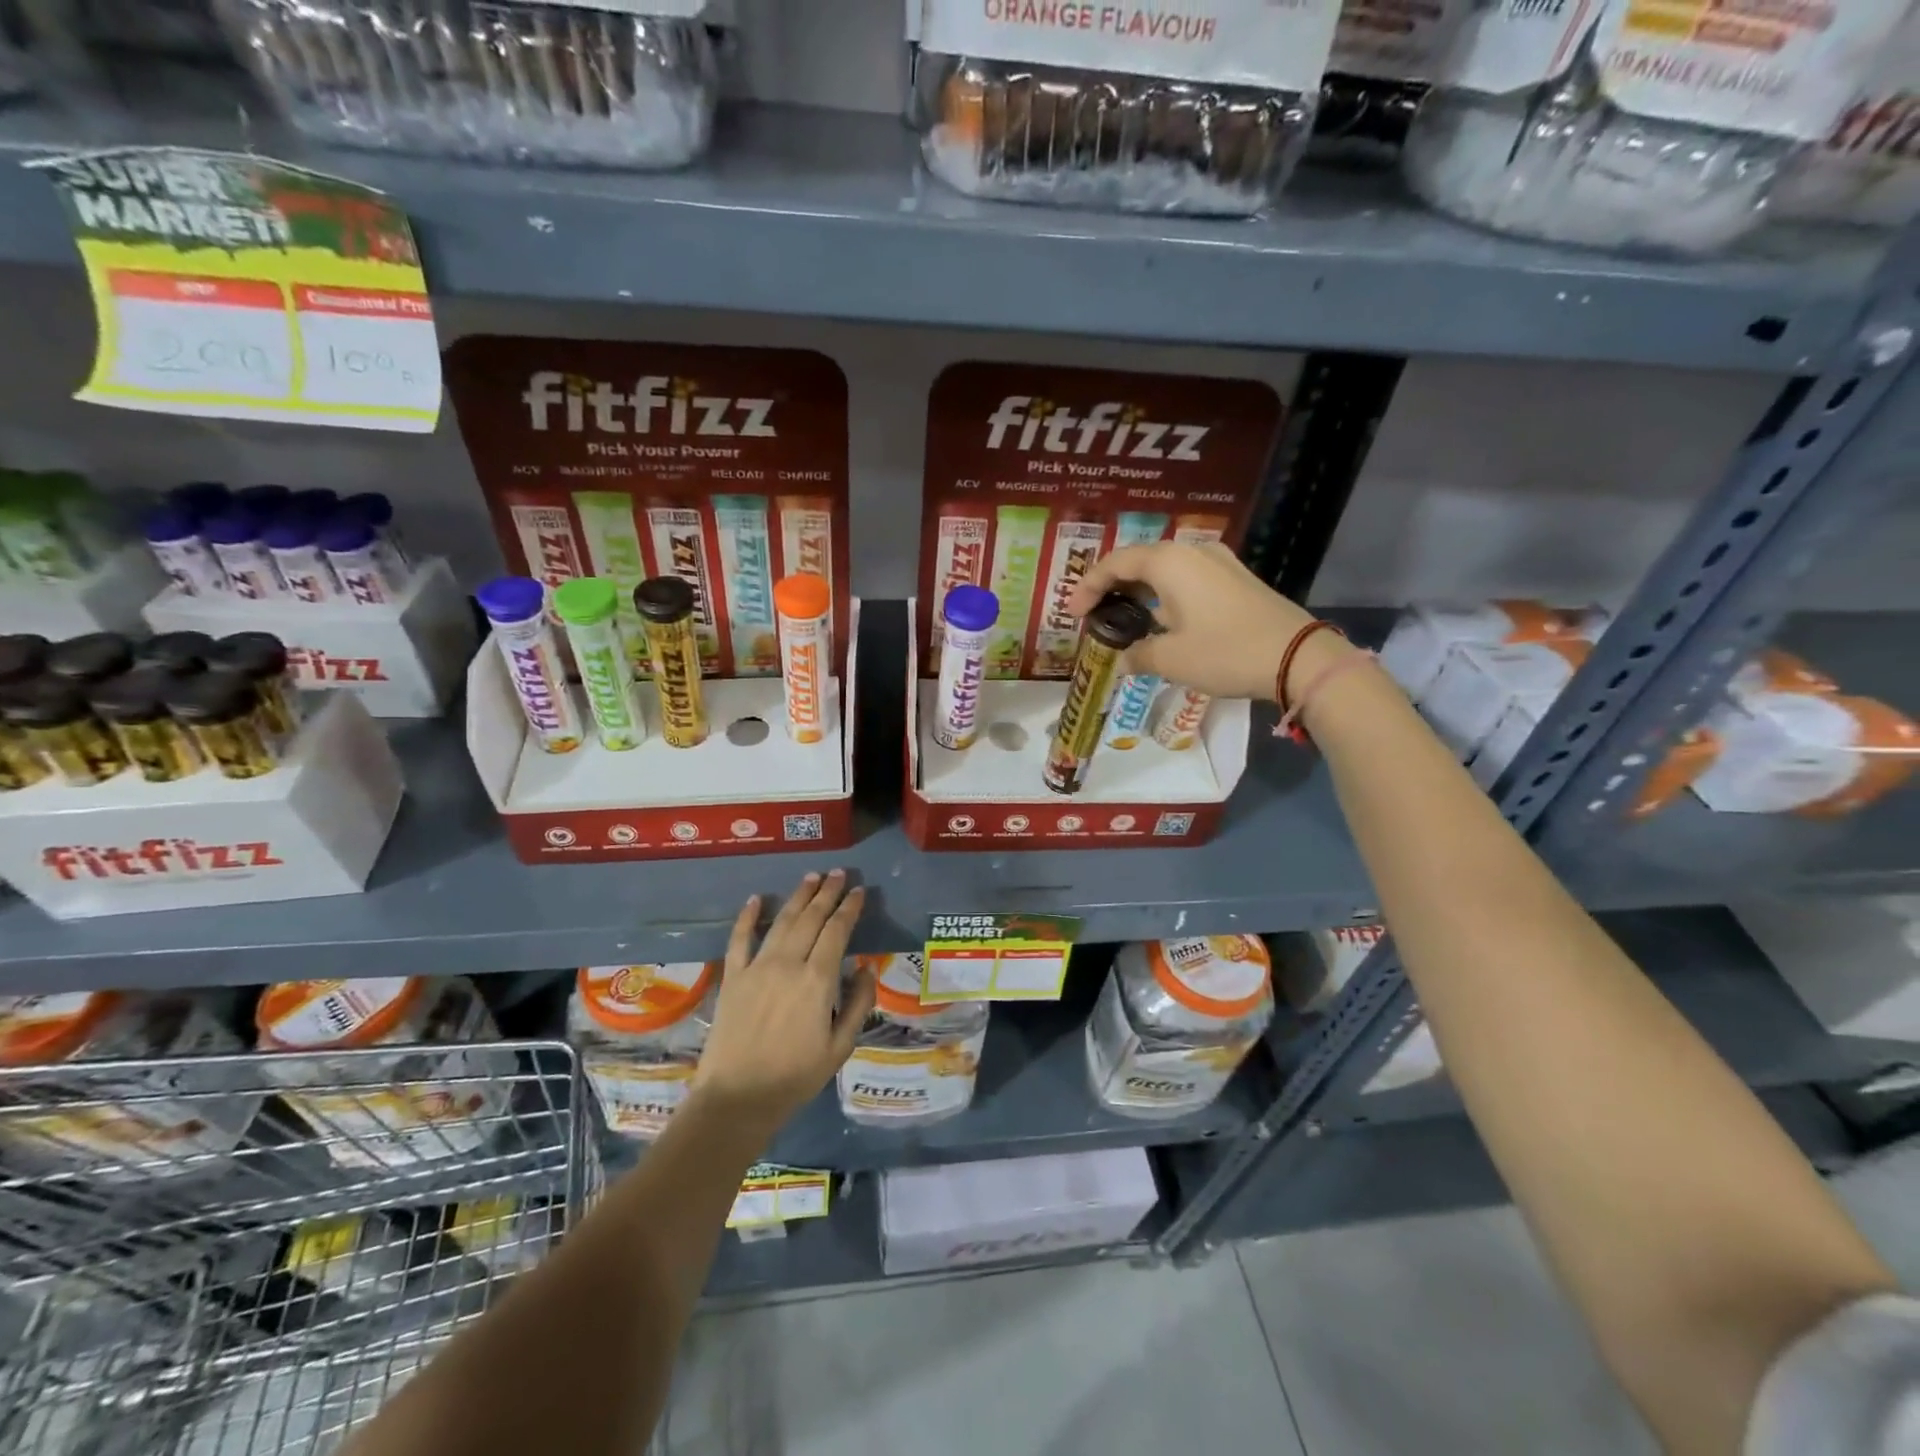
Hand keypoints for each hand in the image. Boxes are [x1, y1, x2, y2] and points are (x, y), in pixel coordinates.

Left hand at [691, 871, 875, 1134]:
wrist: (737, 1098)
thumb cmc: (795, 1077)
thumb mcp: (840, 1047)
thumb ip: (857, 1004)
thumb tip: (867, 969)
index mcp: (817, 980)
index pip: (837, 931)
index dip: (849, 908)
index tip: (859, 891)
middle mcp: (788, 964)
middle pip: (811, 918)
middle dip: (827, 892)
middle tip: (839, 873)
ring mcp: (757, 968)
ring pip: (782, 921)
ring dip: (799, 896)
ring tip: (811, 877)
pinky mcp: (733, 977)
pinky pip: (740, 939)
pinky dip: (748, 917)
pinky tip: (757, 899)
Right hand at [1068, 541, 1325, 702]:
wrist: (1298, 657)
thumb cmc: (1224, 652)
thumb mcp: (1171, 659)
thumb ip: (1138, 654)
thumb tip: (1124, 659)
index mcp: (1169, 562)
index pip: (1114, 563)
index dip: (1088, 586)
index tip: (1072, 614)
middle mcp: (1192, 551)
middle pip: (1139, 560)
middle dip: (1112, 586)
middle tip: (1094, 613)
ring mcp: (1219, 562)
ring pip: (1165, 569)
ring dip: (1139, 591)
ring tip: (1124, 618)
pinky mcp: (1236, 579)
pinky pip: (1187, 578)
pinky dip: (1165, 595)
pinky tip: (1162, 619)